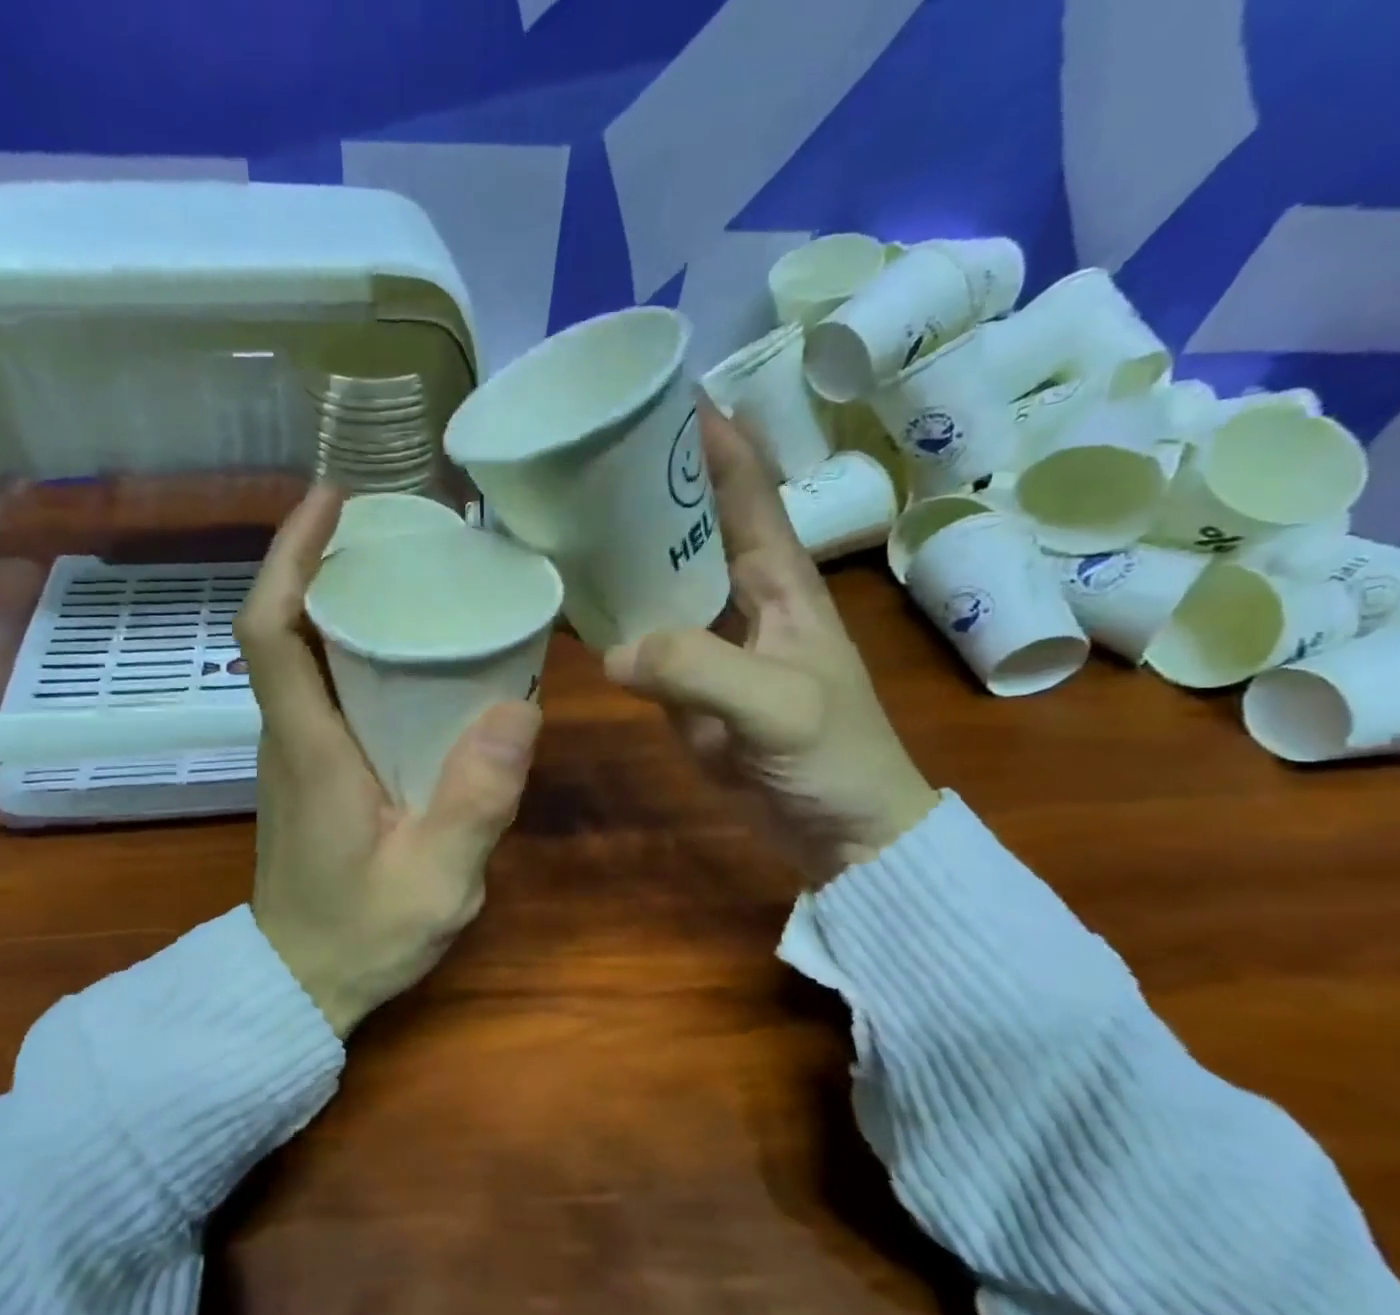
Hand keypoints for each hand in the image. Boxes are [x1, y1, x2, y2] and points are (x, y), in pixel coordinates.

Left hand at [236, 485, 542, 1036]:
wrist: (297, 984)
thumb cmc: (359, 937)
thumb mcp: (434, 881)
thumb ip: (475, 802)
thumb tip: (520, 708)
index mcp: (309, 746)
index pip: (270, 629)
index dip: (291, 555)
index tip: (332, 500)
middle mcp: (288, 732)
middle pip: (283, 624)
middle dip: (322, 560)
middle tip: (393, 526)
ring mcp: (293, 749)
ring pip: (300, 651)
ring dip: (336, 598)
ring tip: (405, 569)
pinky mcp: (308, 766)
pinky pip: (319, 683)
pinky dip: (348, 644)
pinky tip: (405, 647)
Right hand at [605, 398, 938, 883]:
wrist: (839, 832)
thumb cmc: (832, 757)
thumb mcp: (776, 707)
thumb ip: (697, 670)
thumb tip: (612, 652)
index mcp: (779, 579)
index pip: (745, 488)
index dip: (710, 438)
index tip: (660, 396)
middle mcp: (739, 596)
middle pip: (689, 524)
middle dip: (646, 487)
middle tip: (581, 458)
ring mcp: (708, 641)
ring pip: (658, 579)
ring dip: (619, 551)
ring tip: (560, 519)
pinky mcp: (684, 682)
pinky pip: (639, 637)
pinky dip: (608, 619)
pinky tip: (568, 603)